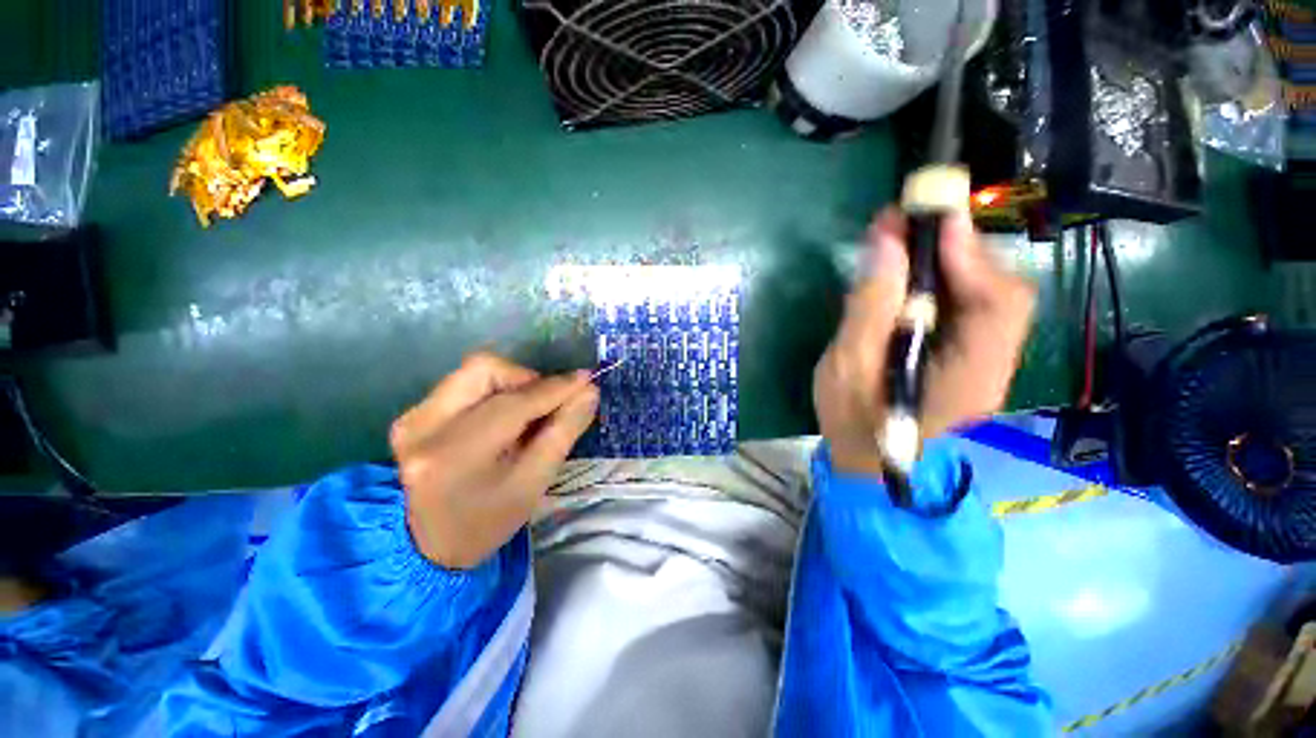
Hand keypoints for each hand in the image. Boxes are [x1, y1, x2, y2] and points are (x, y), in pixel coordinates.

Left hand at [390, 352, 598, 568]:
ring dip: (510, 383)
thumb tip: (588, 391)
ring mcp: (412, 418)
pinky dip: (492, 392)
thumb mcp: (534, 483)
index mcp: (457, 454)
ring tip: (526, 412)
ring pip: (473, 372)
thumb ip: (563, 431)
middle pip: (485, 369)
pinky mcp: (411, 416)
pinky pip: (461, 385)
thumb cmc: (487, 520)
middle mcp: (425, 426)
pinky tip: (502, 419)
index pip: (515, 403)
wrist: (425, 547)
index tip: (585, 380)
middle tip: (547, 402)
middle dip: (527, 378)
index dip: (555, 387)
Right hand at [814, 208, 1036, 476]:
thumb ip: (870, 308)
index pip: (997, 303)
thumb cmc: (850, 421)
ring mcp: (982, 361)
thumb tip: (888, 244)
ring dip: (947, 262)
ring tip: (903, 242)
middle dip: (957, 251)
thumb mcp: (848, 365)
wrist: (864, 459)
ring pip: (982, 297)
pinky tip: (909, 274)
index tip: (931, 217)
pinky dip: (941, 282)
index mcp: (970, 376)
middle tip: (910, 225)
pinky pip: (965, 308)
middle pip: (997, 293)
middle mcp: (992, 365)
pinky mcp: (964, 357)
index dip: (968, 254)